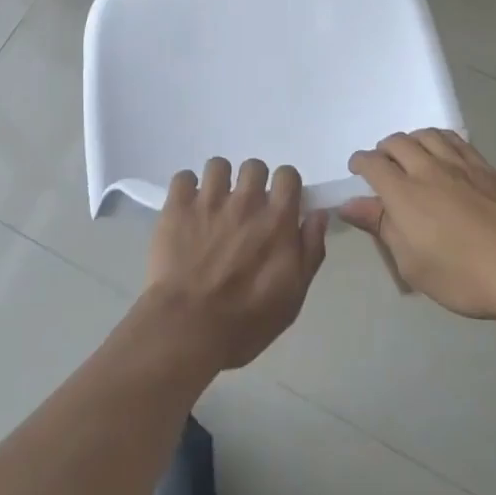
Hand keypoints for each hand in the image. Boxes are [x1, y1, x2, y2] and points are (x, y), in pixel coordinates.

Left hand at [140, 158, 329, 371]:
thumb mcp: (293, 296)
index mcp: (277, 220)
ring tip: (213, 205)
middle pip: (253, 166)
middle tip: (244, 208)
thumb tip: (318, 214)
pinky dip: (186, 189)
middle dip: (251, 183)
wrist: (189, 329)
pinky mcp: (177, 206)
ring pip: (218, 165)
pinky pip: (184, 177)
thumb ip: (310, 250)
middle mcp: (245, 201)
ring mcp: (209, 200)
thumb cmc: (247, 321)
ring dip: (219, 182)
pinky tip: (187, 208)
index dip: (284, 186)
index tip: (278, 203)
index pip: (287, 175)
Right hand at [340, 131, 495, 321]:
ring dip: (413, 141)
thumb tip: (350, 204)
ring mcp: (460, 164)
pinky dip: (441, 141)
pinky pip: (456, 141)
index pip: (372, 163)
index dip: (360, 162)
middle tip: (385, 165)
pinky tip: (445, 155)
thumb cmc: (461, 276)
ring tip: (413, 155)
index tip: (358, 170)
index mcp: (404, 193)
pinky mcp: (487, 167)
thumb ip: (381, 227)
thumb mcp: (412, 263)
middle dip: (385, 149)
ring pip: (427, 135)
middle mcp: (428, 168)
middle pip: (398, 142)